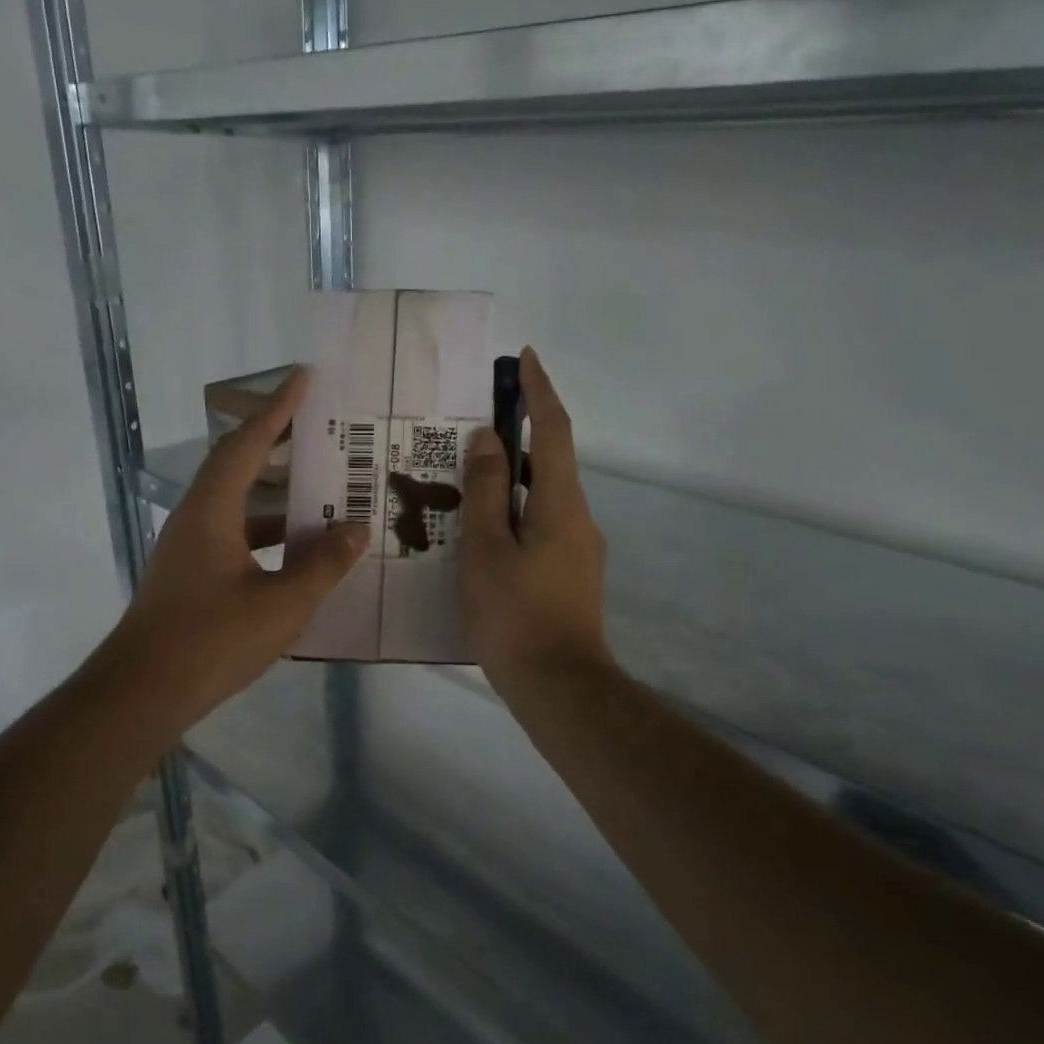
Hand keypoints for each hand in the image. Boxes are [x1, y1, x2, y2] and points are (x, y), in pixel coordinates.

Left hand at [107, 369, 367, 726]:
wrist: (142, 694)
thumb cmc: (212, 641)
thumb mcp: (282, 604)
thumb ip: (323, 565)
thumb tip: (356, 529)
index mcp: (212, 511)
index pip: (247, 443)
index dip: (277, 409)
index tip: (303, 378)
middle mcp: (195, 520)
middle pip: (236, 466)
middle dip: (275, 443)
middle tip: (317, 430)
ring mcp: (189, 550)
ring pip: (237, 507)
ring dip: (275, 498)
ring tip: (320, 494)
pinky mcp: (190, 578)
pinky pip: (235, 539)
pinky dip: (267, 536)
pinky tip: (297, 556)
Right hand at [459, 348, 611, 690]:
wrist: (558, 685)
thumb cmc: (515, 614)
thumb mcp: (486, 549)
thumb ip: (486, 491)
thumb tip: (488, 439)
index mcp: (561, 503)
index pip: (554, 430)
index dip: (539, 391)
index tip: (525, 358)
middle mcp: (578, 518)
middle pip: (550, 462)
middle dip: (518, 435)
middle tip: (472, 426)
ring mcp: (578, 549)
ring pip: (542, 498)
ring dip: (511, 479)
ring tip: (465, 479)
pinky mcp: (570, 575)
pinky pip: (540, 527)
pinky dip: (514, 513)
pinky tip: (481, 531)